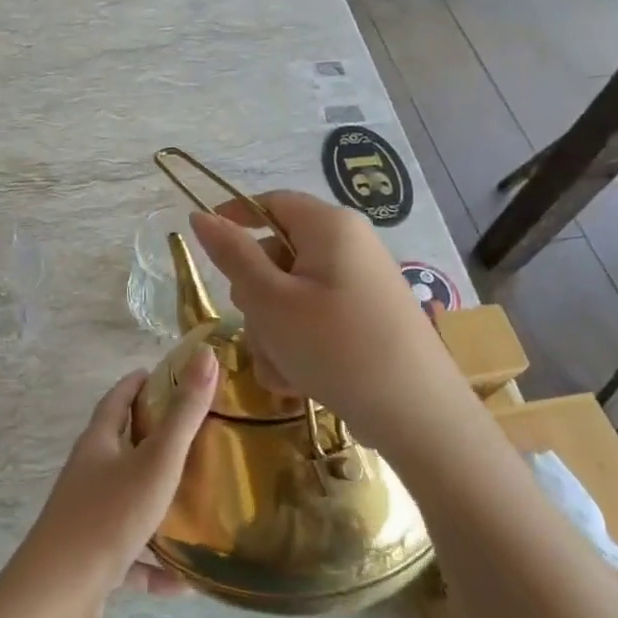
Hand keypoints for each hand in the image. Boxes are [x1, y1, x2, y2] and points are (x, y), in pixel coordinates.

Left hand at [4, 350, 218, 617]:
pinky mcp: (91, 556)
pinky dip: (153, 565)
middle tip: (191, 433)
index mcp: (97, 443)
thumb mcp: (156, 462)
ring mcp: (87, 515)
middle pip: (120, 446)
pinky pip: (129, 555)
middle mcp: (88, 473)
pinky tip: (182, 582)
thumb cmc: (109, 514)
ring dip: (155, 502)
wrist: (60, 589)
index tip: (160, 374)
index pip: (116, 400)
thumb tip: (206, 355)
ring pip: (126, 500)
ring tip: (193, 502)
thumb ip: (184, 414)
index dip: (137, 383)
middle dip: (151, 437)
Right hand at [189, 191, 470, 450]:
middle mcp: (349, 246)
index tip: (206, 250)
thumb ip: (232, 255)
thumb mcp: (269, 299)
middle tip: (258, 327)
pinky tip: (299, 379)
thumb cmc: (334, 346)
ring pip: (291, 294)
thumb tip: (200, 215)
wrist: (417, 415)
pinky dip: (298, 343)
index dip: (232, 219)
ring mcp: (360, 284)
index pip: (269, 202)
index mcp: (329, 226)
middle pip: (277, 254)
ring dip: (273, 329)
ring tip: (281, 368)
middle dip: (255, 296)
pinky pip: (315, 318)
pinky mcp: (366, 318)